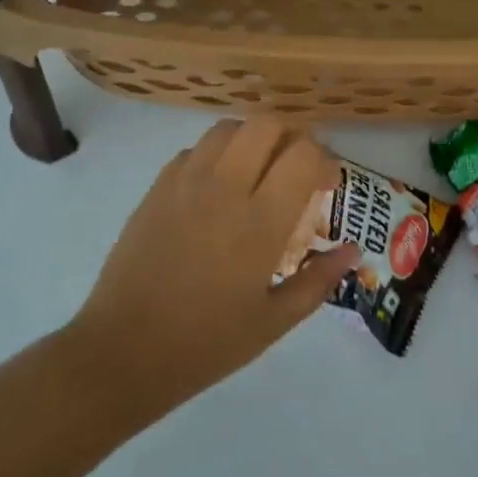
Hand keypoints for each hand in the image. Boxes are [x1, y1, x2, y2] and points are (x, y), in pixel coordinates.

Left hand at [64, 118, 356, 423]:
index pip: (303, 154)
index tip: (326, 186)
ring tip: (258, 171)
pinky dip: (217, 155)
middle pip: (267, 125)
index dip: (324, 161)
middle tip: (296, 170)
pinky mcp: (157, 189)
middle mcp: (225, 188)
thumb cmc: (207, 343)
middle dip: (292, 137)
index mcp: (260, 221)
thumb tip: (353, 250)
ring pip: (228, 129)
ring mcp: (185, 183)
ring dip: (253, 140)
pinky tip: (218, 188)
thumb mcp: (274, 321)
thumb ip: (319, 279)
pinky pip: (194, 150)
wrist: (124, 351)